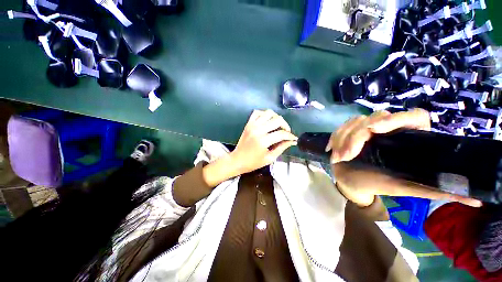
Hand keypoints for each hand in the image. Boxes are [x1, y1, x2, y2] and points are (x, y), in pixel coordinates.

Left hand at [230, 109, 296, 174]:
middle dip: (285, 125)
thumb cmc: (253, 162)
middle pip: (277, 120)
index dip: (290, 136)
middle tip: (286, 132)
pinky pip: (257, 112)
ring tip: (277, 126)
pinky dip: (264, 114)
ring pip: (268, 113)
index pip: (281, 134)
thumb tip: (292, 141)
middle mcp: (258, 130)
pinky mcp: (248, 123)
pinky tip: (267, 121)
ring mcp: (252, 125)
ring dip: (276, 118)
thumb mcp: (269, 158)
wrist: (237, 160)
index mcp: (263, 141)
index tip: (294, 138)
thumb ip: (281, 148)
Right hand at [327, 109, 481, 207]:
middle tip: (346, 156)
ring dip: (342, 139)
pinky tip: (332, 149)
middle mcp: (389, 129)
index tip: (375, 130)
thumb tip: (478, 200)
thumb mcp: (408, 188)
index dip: (397, 119)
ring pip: (354, 122)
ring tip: (338, 158)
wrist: (354, 183)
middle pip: (376, 117)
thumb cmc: (381, 185)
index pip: (414, 116)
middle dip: (356, 136)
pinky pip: (341, 127)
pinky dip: (334, 138)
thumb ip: (437, 191)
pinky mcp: (349, 131)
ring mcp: (367, 129)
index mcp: (408, 139)